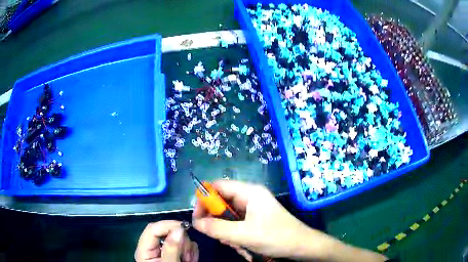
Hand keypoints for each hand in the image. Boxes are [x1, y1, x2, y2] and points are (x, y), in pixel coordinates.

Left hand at [135, 220, 198, 261]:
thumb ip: (172, 249)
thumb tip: (179, 229)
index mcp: (145, 251)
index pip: (152, 229)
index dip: (167, 225)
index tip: (184, 228)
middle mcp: (153, 248)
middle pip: (165, 232)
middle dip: (180, 240)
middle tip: (187, 254)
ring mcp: (164, 251)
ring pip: (177, 238)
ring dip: (187, 248)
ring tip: (189, 260)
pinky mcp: (174, 254)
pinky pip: (184, 245)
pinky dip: (190, 252)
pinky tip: (190, 260)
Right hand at [191, 180, 333, 260]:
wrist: (301, 246)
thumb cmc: (276, 237)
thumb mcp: (244, 234)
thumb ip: (218, 228)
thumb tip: (195, 223)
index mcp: (249, 192)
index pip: (218, 187)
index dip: (205, 199)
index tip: (198, 217)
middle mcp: (250, 197)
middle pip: (222, 202)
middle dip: (216, 220)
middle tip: (216, 236)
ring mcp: (253, 209)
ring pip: (227, 216)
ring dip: (225, 231)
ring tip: (233, 243)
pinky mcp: (254, 219)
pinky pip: (235, 224)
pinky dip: (233, 234)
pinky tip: (239, 245)